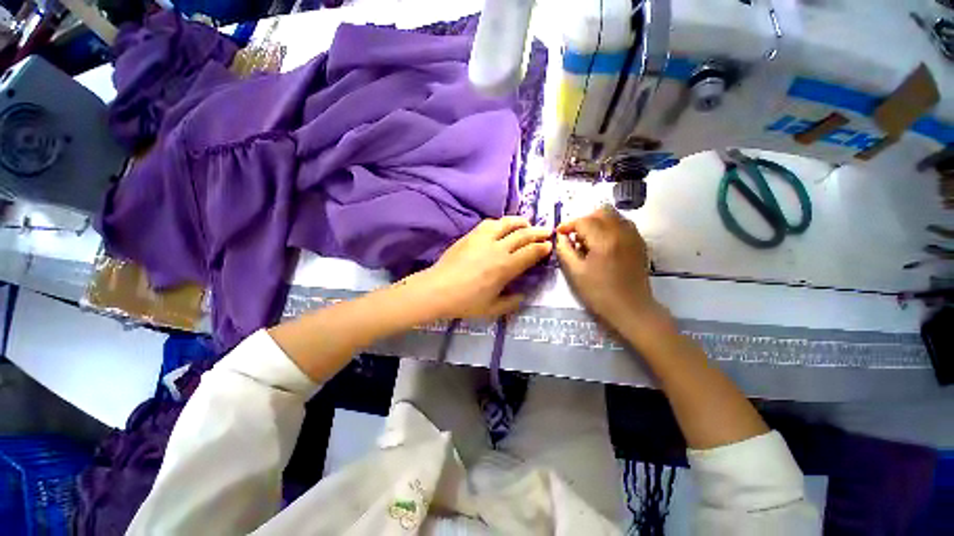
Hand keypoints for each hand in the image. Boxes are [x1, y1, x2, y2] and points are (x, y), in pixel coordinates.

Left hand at [405, 217, 551, 320]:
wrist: (438, 289)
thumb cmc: (466, 302)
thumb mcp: (492, 309)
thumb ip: (512, 302)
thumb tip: (523, 296)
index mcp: (505, 267)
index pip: (530, 252)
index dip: (542, 248)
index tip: (549, 245)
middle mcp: (498, 248)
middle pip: (523, 235)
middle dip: (538, 232)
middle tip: (546, 231)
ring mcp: (483, 238)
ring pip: (507, 223)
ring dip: (521, 222)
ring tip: (527, 223)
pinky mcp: (471, 235)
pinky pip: (489, 223)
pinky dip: (501, 222)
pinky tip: (502, 226)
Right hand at [555, 206, 667, 331]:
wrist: (631, 309)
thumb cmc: (599, 293)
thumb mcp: (575, 273)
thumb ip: (564, 250)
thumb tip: (560, 236)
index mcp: (604, 240)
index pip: (583, 221)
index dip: (568, 225)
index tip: (560, 234)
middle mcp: (622, 232)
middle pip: (600, 211)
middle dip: (583, 220)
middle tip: (574, 236)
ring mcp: (634, 236)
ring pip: (613, 215)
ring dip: (597, 221)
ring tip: (588, 239)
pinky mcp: (639, 242)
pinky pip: (623, 224)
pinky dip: (610, 226)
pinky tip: (603, 243)